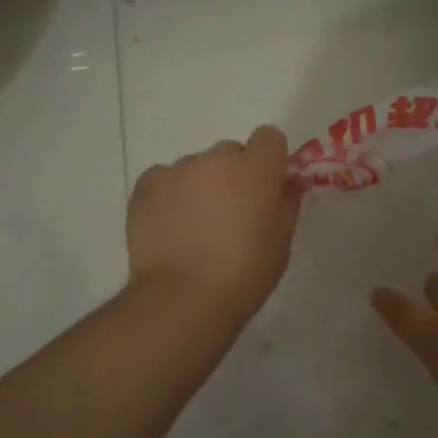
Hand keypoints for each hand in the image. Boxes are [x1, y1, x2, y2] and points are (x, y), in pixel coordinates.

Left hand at [127, 125, 306, 327]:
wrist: (183, 299)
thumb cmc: (244, 274)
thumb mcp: (281, 241)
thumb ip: (287, 202)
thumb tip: (290, 181)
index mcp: (256, 168)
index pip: (269, 137)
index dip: (269, 159)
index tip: (266, 186)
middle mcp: (216, 159)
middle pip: (230, 153)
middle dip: (234, 175)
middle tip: (230, 214)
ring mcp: (178, 170)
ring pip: (196, 167)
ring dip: (201, 186)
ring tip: (194, 228)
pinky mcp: (146, 186)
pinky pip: (164, 179)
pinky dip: (169, 195)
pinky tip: (170, 227)